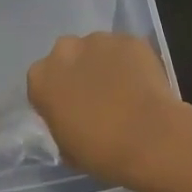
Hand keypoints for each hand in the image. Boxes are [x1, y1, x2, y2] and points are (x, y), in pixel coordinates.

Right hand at [26, 33, 191, 190]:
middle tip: (97, 97)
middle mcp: (64, 50)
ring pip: (97, 49)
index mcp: (40, 78)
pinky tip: (143, 85)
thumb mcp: (66, 148)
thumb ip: (61, 124)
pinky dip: (132, 63)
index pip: (42, 81)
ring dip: (105, 65)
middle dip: (78, 71)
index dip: (57, 95)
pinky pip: (126, 50)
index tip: (70, 110)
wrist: (150, 139)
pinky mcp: (129, 39)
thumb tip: (70, 119)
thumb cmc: (101, 152)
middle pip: (67, 56)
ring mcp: (98, 40)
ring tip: (125, 91)